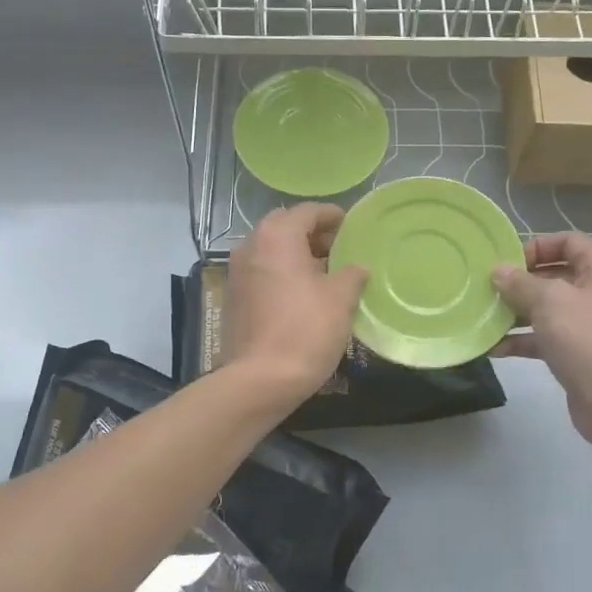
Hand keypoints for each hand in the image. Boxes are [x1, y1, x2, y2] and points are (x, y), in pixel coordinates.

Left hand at [225, 203, 369, 407]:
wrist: (260, 380)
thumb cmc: (305, 330)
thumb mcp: (340, 299)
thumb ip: (352, 274)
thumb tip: (358, 267)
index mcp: (277, 236)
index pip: (307, 211)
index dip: (332, 216)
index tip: (351, 226)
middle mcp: (250, 246)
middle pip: (285, 226)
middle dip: (313, 234)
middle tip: (339, 249)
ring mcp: (237, 272)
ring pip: (271, 250)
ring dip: (296, 254)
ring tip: (325, 273)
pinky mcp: (233, 297)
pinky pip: (262, 272)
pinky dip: (282, 273)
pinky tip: (303, 294)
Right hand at [492, 233, 591, 451]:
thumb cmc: (585, 339)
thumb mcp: (549, 302)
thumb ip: (520, 283)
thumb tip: (498, 271)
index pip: (570, 242)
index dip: (539, 245)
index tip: (509, 261)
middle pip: (556, 275)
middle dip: (521, 281)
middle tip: (489, 288)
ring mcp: (590, 325)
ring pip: (548, 309)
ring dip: (517, 312)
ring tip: (485, 316)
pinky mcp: (578, 354)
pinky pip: (546, 338)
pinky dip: (523, 340)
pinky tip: (494, 348)